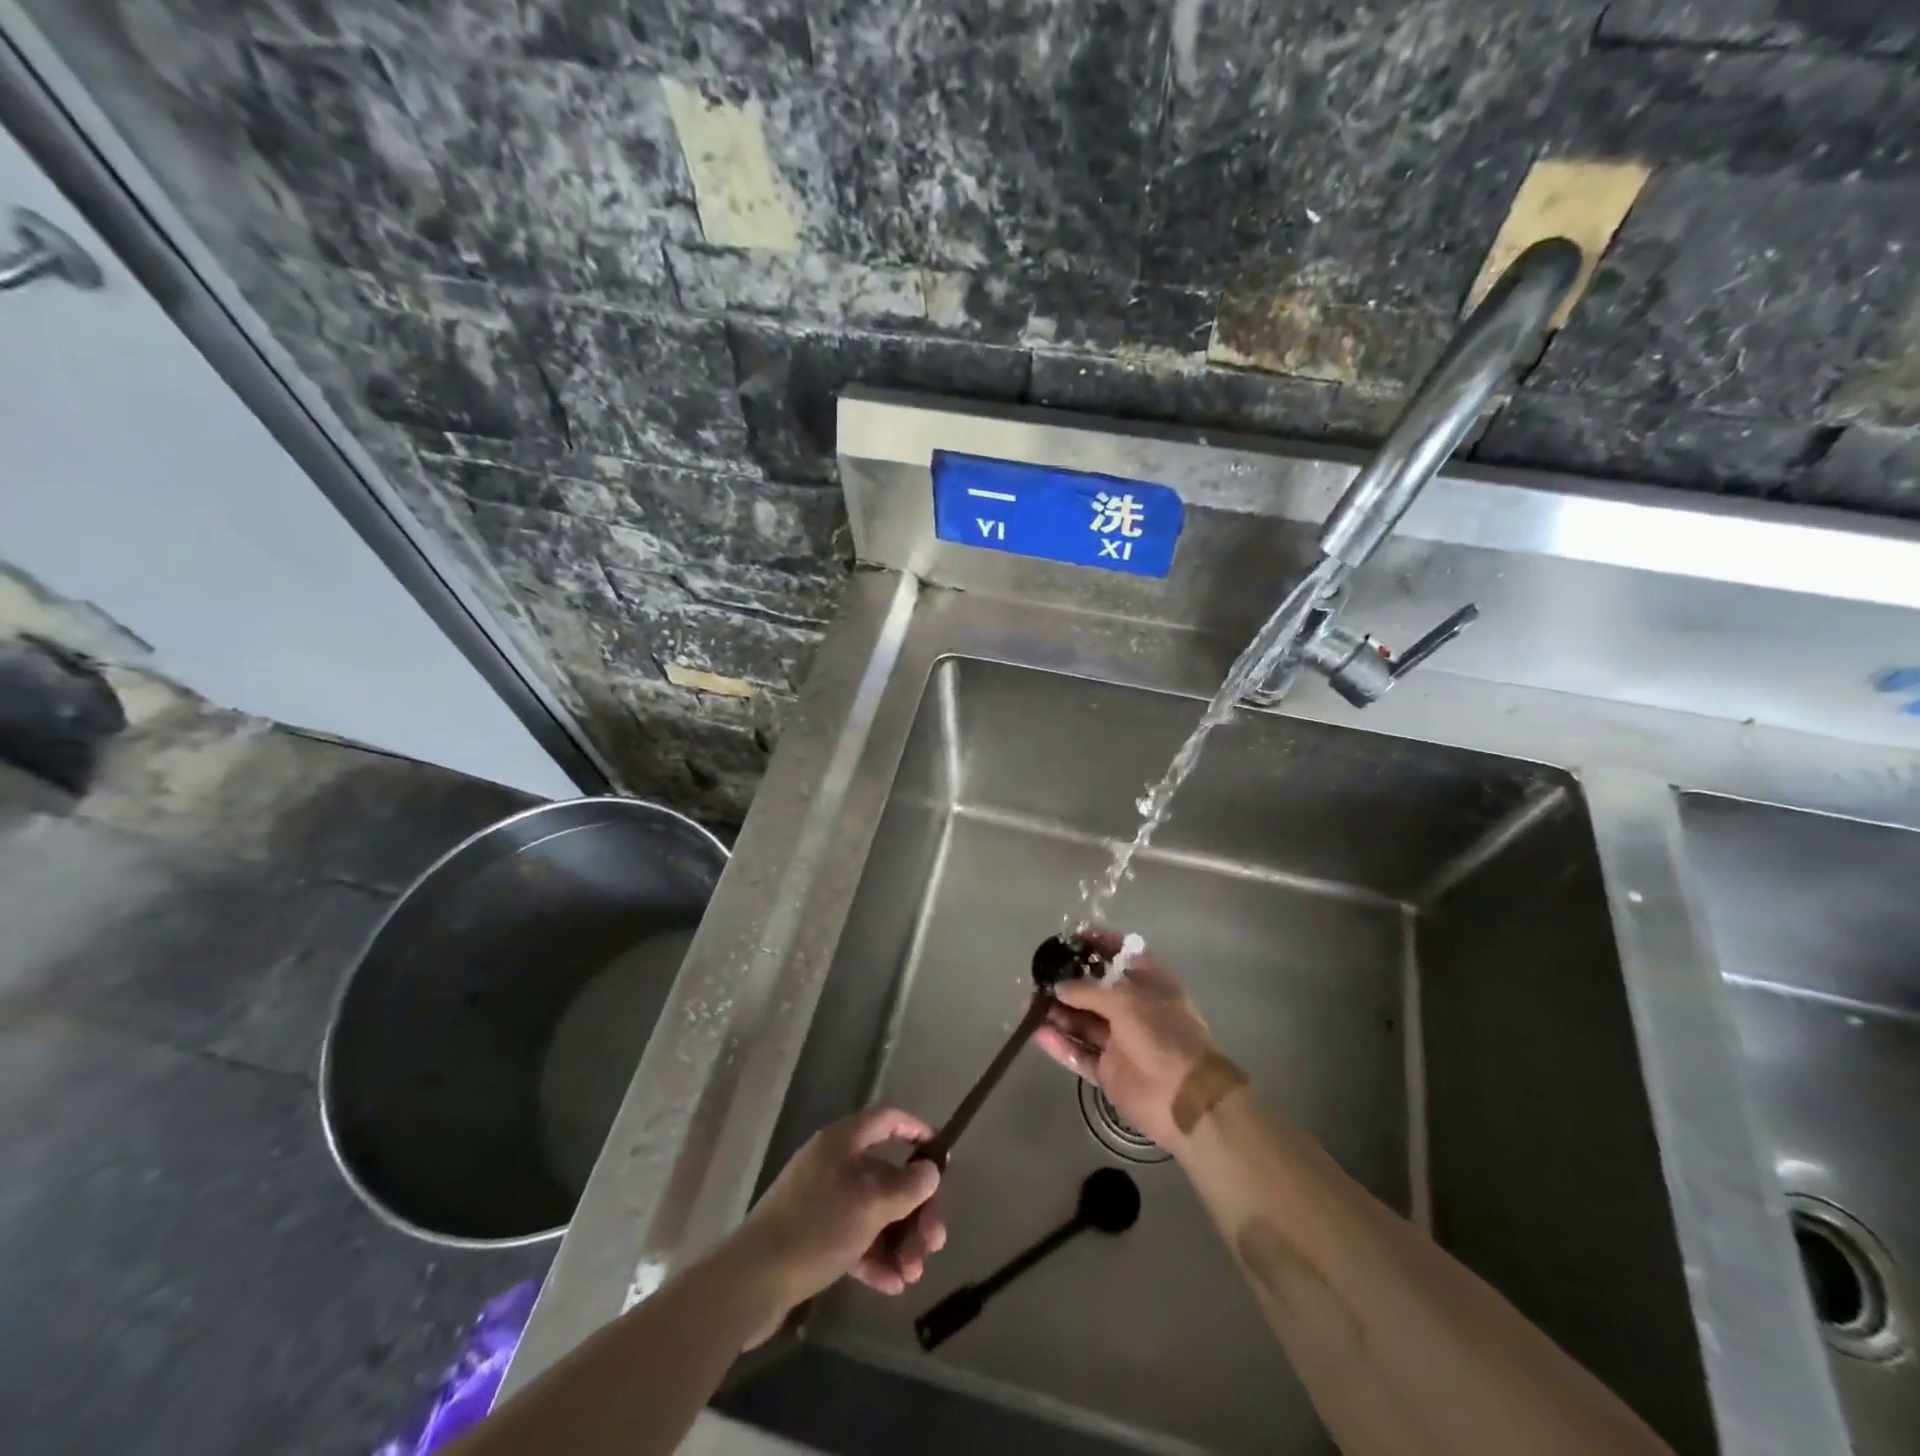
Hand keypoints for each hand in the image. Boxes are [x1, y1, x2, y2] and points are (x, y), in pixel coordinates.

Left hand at [733, 1107, 946, 1331]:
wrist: (751, 1281)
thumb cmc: (816, 1228)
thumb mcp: (870, 1206)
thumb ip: (906, 1188)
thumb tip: (930, 1171)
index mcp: (843, 1142)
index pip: (887, 1120)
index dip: (915, 1130)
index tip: (939, 1156)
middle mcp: (834, 1164)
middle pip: (886, 1176)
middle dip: (915, 1211)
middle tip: (933, 1244)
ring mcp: (821, 1200)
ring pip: (873, 1212)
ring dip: (898, 1240)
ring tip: (912, 1275)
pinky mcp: (812, 1236)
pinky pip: (854, 1238)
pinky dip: (874, 1258)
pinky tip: (891, 1286)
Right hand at [1034, 928, 1220, 1151]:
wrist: (1184, 1097)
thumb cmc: (1162, 1033)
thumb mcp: (1125, 1000)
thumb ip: (1087, 991)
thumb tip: (1058, 987)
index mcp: (1150, 984)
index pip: (1122, 955)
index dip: (1099, 944)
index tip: (1071, 937)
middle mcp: (1135, 1009)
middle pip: (1095, 991)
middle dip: (1068, 983)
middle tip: (1038, 977)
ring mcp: (1121, 1042)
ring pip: (1083, 1022)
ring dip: (1057, 1013)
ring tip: (1028, 1005)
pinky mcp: (1109, 1071)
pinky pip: (1080, 1053)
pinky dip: (1060, 1044)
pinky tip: (1036, 1032)